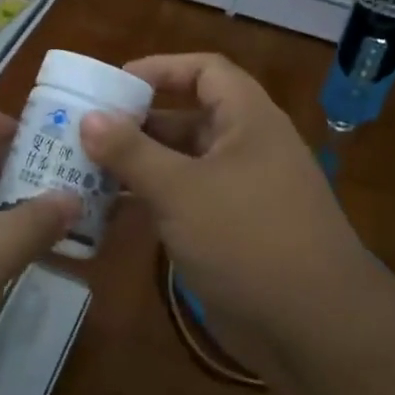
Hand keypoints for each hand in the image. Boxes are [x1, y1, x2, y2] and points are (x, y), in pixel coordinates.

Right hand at [79, 53, 369, 373]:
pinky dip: (150, 200)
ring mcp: (238, 193)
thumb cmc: (247, 238)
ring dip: (137, 165)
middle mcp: (245, 148)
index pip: (205, 71)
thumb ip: (132, 152)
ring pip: (181, 164)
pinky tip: (110, 211)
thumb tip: (89, 118)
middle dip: (137, 123)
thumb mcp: (181, 189)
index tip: (112, 85)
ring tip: (83, 169)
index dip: (160, 69)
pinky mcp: (230, 231)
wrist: (311, 326)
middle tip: (83, 132)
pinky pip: (183, 201)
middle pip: (187, 118)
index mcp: (248, 121)